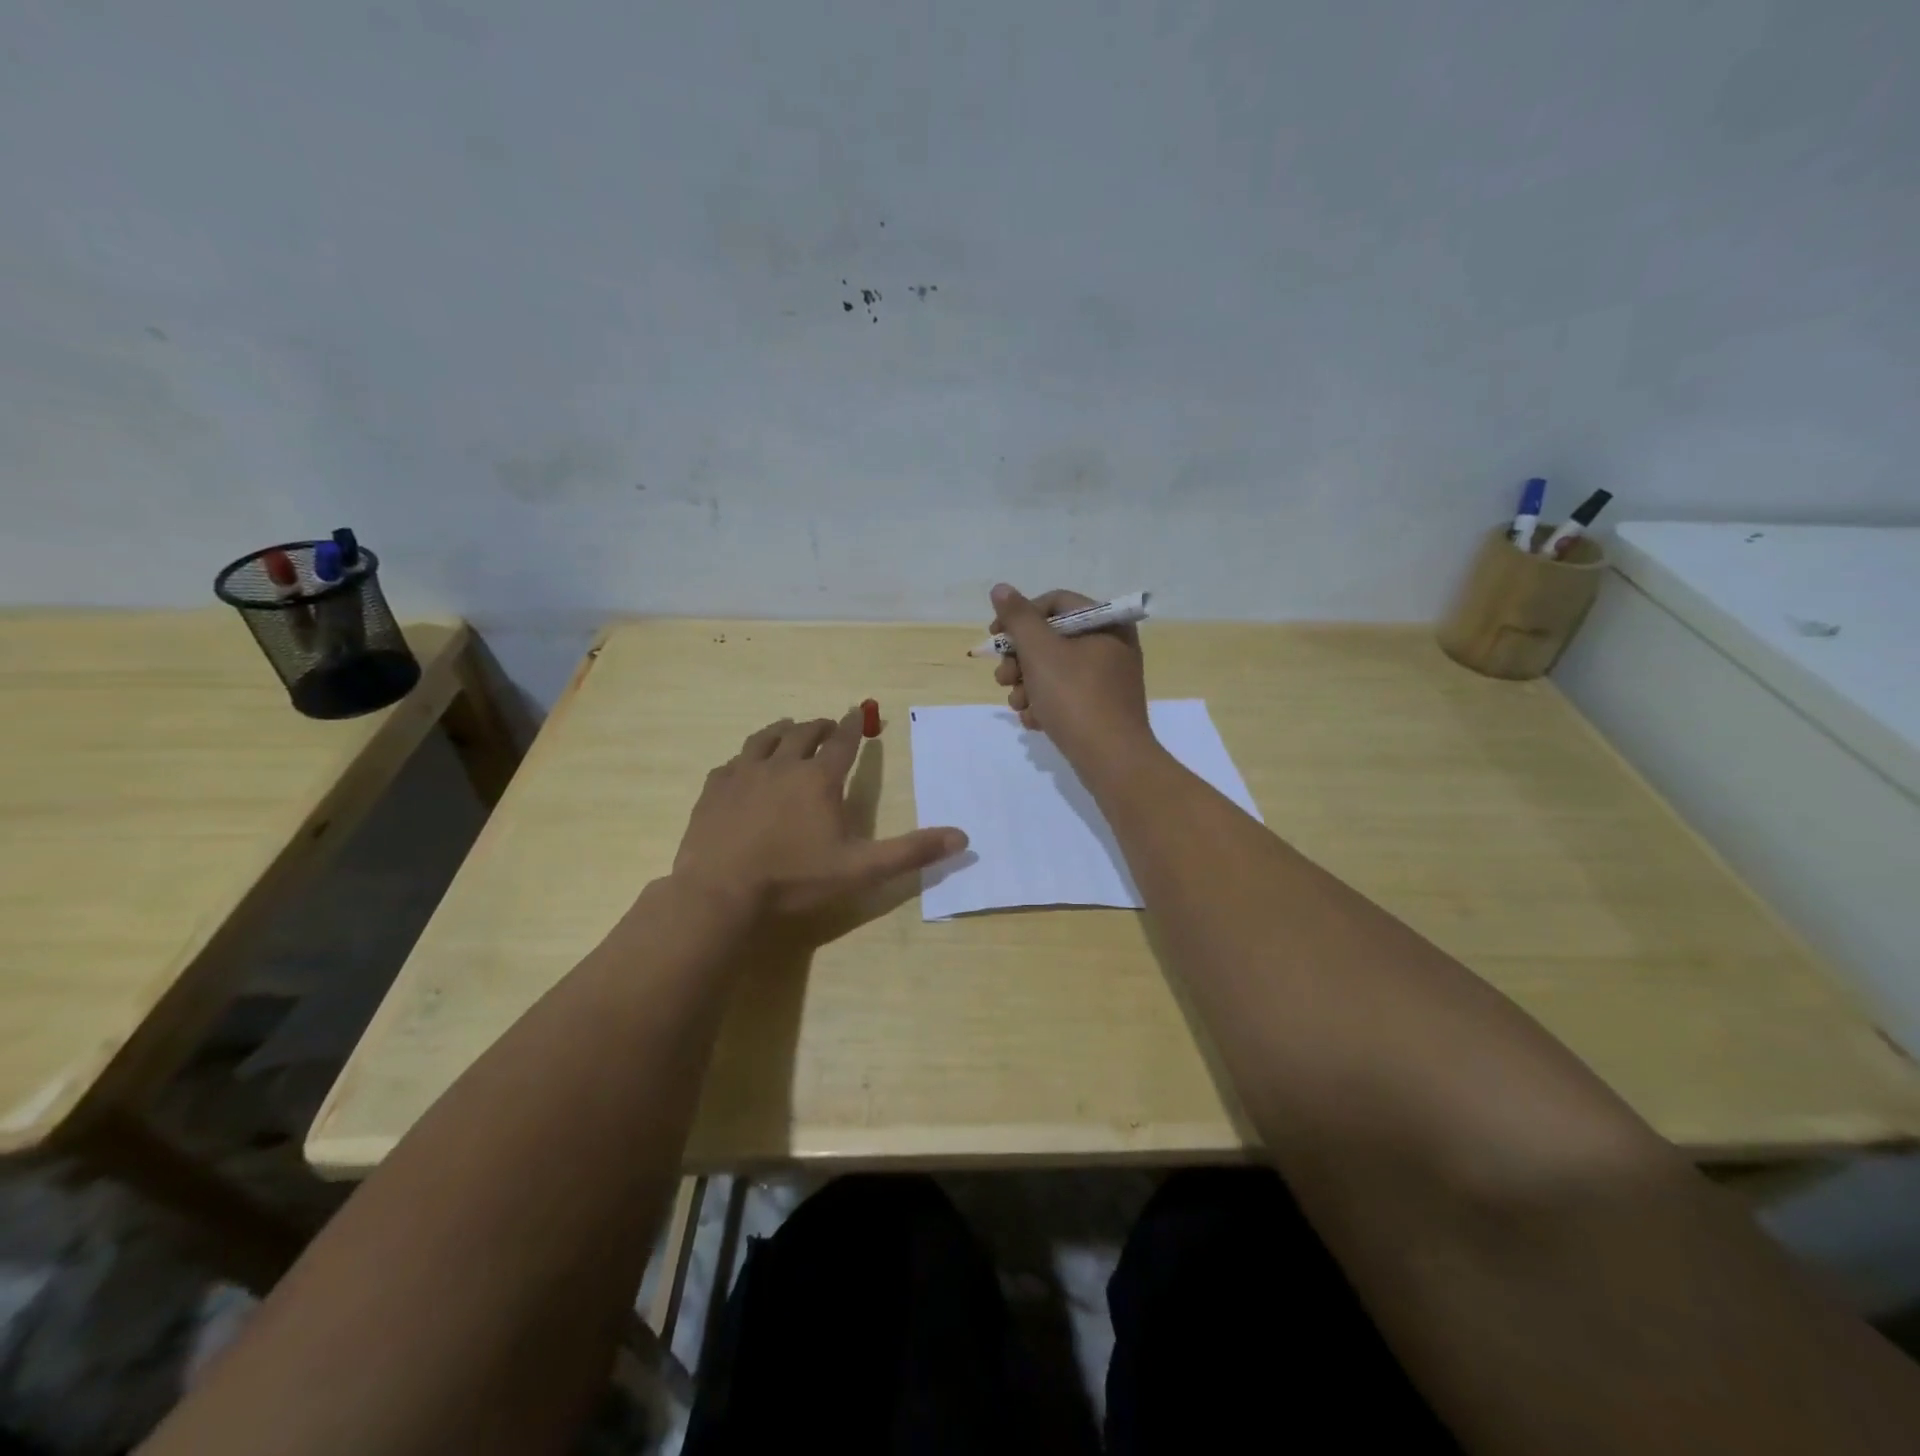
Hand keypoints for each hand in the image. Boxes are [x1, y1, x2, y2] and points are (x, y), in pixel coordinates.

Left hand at [672, 707, 967, 923]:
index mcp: (818, 779)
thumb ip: (910, 851)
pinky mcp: (714, 789)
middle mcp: (782, 765)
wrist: (720, 892)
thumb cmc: (794, 879)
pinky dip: (745, 758)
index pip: (843, 742)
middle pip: (803, 733)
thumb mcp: (860, 869)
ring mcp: (743, 774)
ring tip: (788, 728)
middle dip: (820, 726)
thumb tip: (962, 837)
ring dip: (782, 730)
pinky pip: (732, 762)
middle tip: (828, 725)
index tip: (860, 711)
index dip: (854, 725)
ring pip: (765, 738)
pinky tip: (743, 766)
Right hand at [987, 584, 1152, 771]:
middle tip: (1003, 679)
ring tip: (1019, 705)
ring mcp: (1108, 679)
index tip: (995, 639)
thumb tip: (1001, 589)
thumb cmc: (1076, 698)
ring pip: (1054, 669)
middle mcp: (1112, 645)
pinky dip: (1045, 704)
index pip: (1055, 603)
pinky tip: (1035, 721)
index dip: (1020, 617)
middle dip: (1021, 659)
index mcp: (1106, 623)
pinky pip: (1066, 694)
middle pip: (1052, 638)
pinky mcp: (1102, 707)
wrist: (1112, 761)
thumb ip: (1018, 618)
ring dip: (1027, 685)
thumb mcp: (1040, 652)